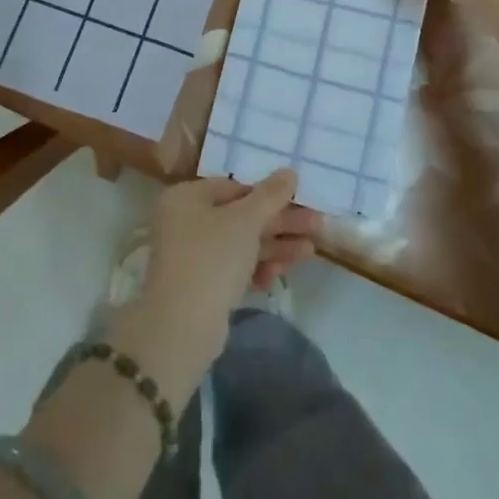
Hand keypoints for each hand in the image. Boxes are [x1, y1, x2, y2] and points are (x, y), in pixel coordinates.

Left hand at [131, 173, 318, 360]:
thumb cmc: (212, 258)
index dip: (267, 193)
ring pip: (241, 244)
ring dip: (275, 246)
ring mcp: (193, 256)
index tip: (298, 199)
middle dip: (279, 222)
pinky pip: (235, 269)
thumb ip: (270, 195)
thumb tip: (289, 172)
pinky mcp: (203, 285)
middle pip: (240, 216)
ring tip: (311, 251)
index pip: (233, 186)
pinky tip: (279, 274)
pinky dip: (257, 268)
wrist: (182, 326)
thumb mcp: (245, 221)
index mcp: (186, 198)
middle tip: (316, 225)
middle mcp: (185, 222)